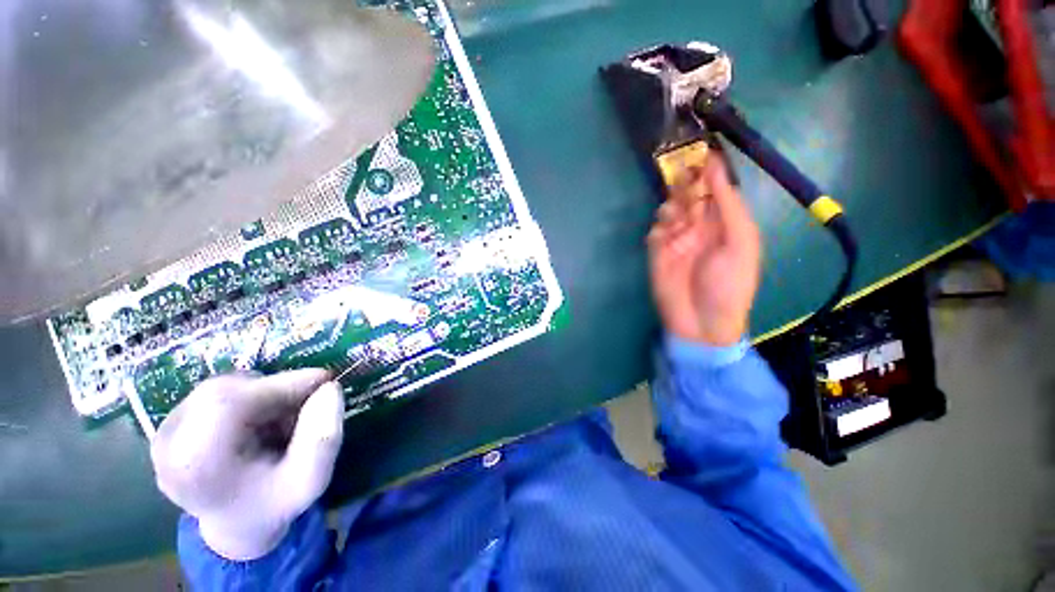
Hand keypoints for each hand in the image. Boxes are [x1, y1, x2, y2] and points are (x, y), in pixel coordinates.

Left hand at [150, 369, 344, 560]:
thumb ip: (324, 438)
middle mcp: (167, 444)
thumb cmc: (274, 504)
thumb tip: (330, 387)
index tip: (324, 382)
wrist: (237, 523)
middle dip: (276, 390)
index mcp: (194, 466)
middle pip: (225, 390)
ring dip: (263, 394)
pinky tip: (260, 421)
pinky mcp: (171, 423)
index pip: (228, 403)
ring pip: (224, 386)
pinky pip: (217, 391)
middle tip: (306, 405)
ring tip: (280, 421)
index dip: (281, 384)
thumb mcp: (311, 480)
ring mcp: (163, 432)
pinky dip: (249, 397)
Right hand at [648, 156, 761, 345]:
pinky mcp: (658, 253)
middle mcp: (700, 227)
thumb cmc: (729, 284)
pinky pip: (655, 232)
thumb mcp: (740, 242)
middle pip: (690, 196)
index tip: (701, 151)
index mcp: (725, 223)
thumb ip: (728, 206)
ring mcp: (677, 240)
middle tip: (681, 177)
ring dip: (672, 208)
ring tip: (677, 217)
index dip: (709, 171)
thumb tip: (717, 169)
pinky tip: (665, 234)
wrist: (701, 322)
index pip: (715, 189)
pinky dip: (659, 228)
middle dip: (686, 185)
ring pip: (670, 210)